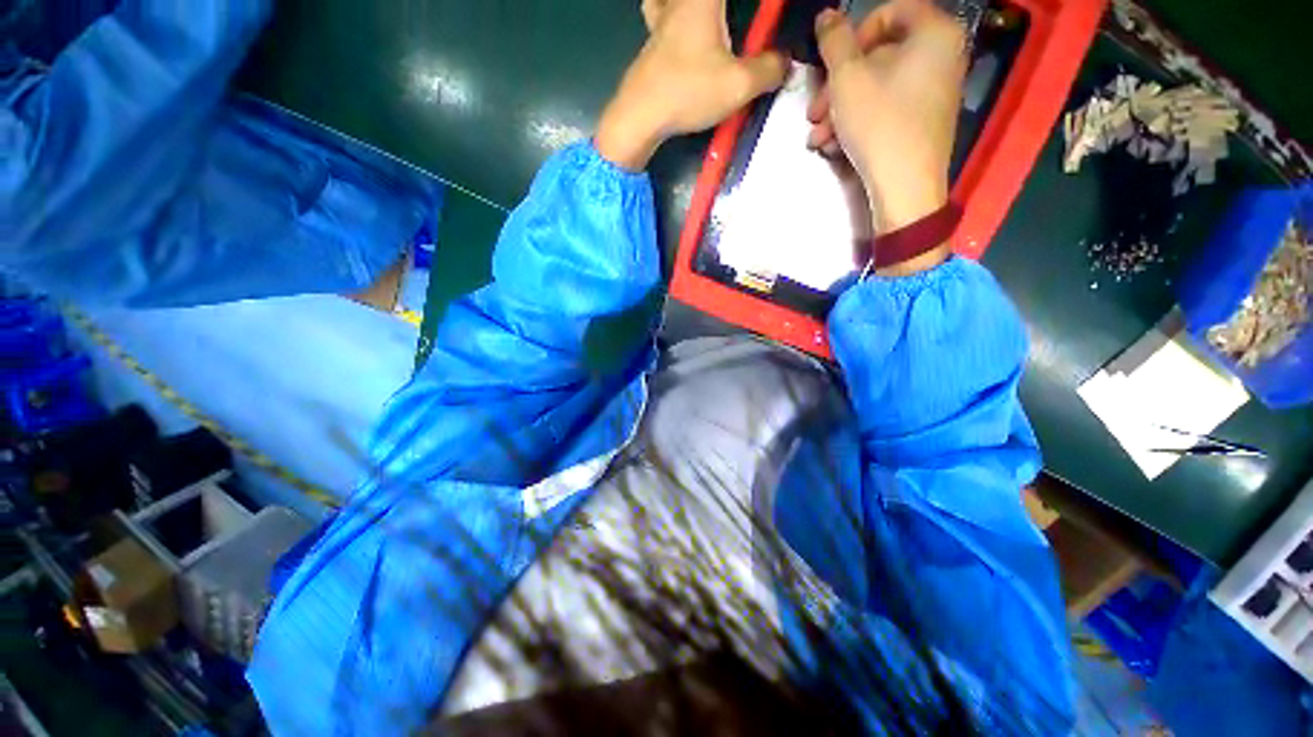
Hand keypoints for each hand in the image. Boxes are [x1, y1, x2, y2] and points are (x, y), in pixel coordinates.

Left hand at [596, 0, 788, 170]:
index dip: (757, 6)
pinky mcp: (649, 44)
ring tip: (697, 16)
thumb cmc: (688, 92)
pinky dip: (666, 12)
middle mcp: (680, 1)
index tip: (767, 12)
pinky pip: (659, 13)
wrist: (640, 116)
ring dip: (684, 6)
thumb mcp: (738, 85)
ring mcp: (659, 21)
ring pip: (667, 0)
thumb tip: (786, 62)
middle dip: (722, 6)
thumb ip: (769, 70)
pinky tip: (673, 29)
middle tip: (734, 20)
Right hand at [807, 1, 966, 237]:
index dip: (853, 35)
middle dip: (839, 85)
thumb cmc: (879, 125)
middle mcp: (943, 55)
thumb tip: (827, 15)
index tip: (831, 66)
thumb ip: (835, 41)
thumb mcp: (848, 79)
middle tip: (814, 111)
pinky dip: (859, 122)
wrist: (905, 188)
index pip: (889, 12)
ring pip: (878, 87)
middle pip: (880, 55)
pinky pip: (888, 108)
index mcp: (934, 32)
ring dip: (841, 109)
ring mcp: (935, 91)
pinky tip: (835, 145)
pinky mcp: (924, 121)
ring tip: (818, 137)